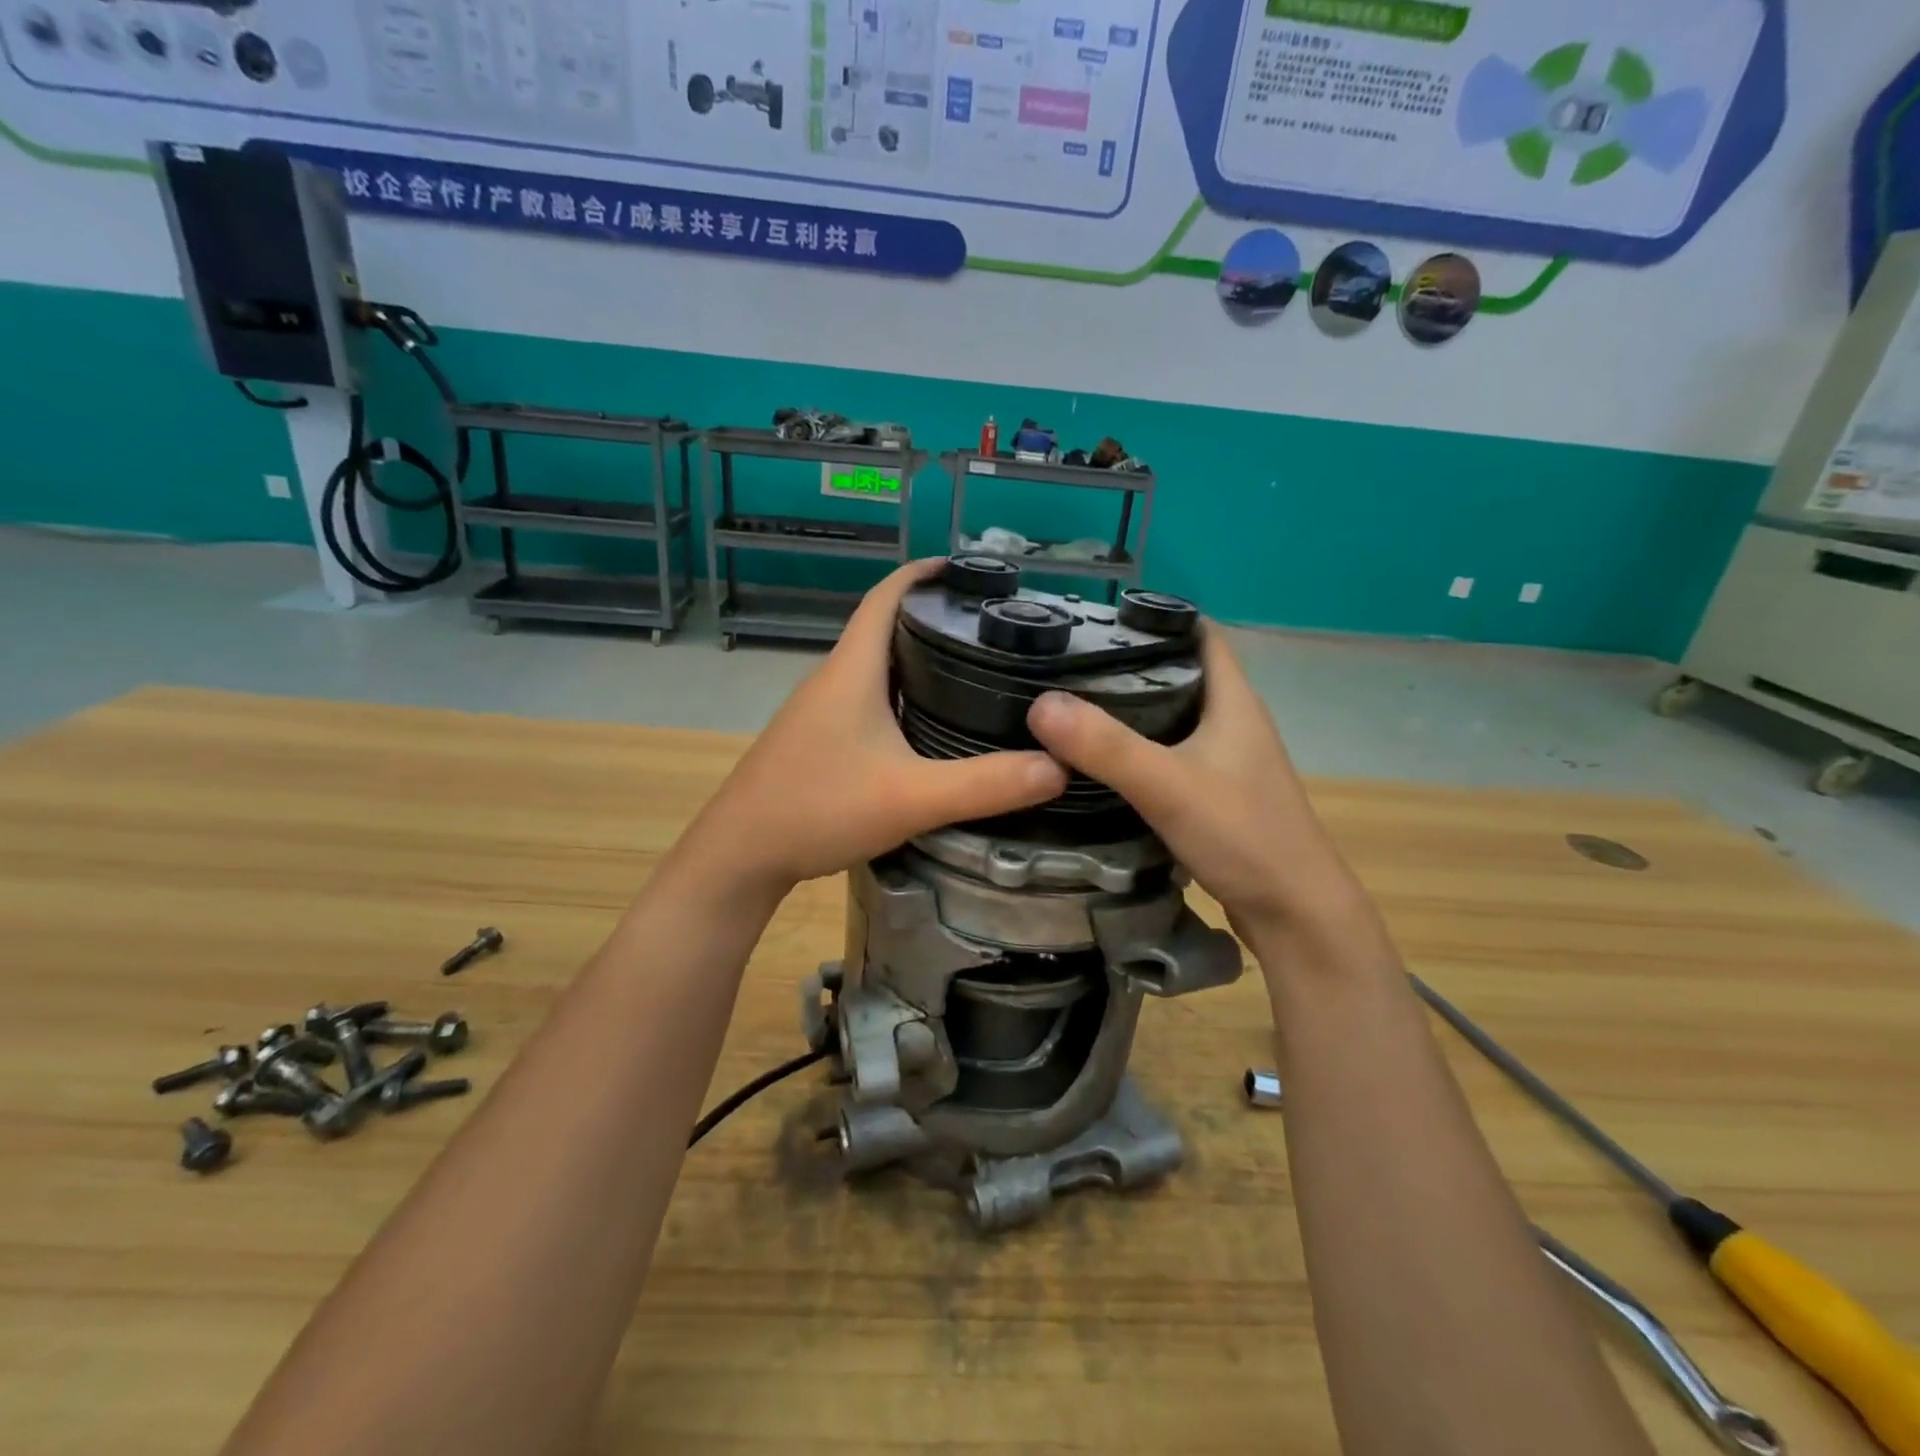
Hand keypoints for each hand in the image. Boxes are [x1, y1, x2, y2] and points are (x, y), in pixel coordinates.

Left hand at [686, 560, 1067, 894]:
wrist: (741, 854)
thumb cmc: (818, 809)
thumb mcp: (910, 798)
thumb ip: (985, 784)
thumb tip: (1058, 767)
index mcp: (853, 669)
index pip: (887, 594)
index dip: (926, 573)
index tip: (973, 571)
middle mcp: (834, 678)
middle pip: (886, 627)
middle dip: (935, 618)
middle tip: (993, 629)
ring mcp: (821, 710)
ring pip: (877, 667)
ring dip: (919, 659)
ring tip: (974, 671)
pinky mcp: (818, 739)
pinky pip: (868, 699)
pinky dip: (903, 695)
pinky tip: (929, 725)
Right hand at [1026, 623, 1365, 947]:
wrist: (1296, 914)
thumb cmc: (1243, 836)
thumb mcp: (1168, 785)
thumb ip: (1106, 746)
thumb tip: (1040, 704)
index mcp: (1234, 701)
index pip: (1199, 633)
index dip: (1156, 617)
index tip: (1097, 619)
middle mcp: (1234, 722)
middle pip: (1179, 674)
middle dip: (1128, 664)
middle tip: (1067, 664)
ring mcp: (1227, 761)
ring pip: (1173, 718)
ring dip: (1130, 710)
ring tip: (1072, 706)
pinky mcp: (1217, 795)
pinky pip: (1170, 756)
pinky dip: (1138, 751)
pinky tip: (1100, 763)